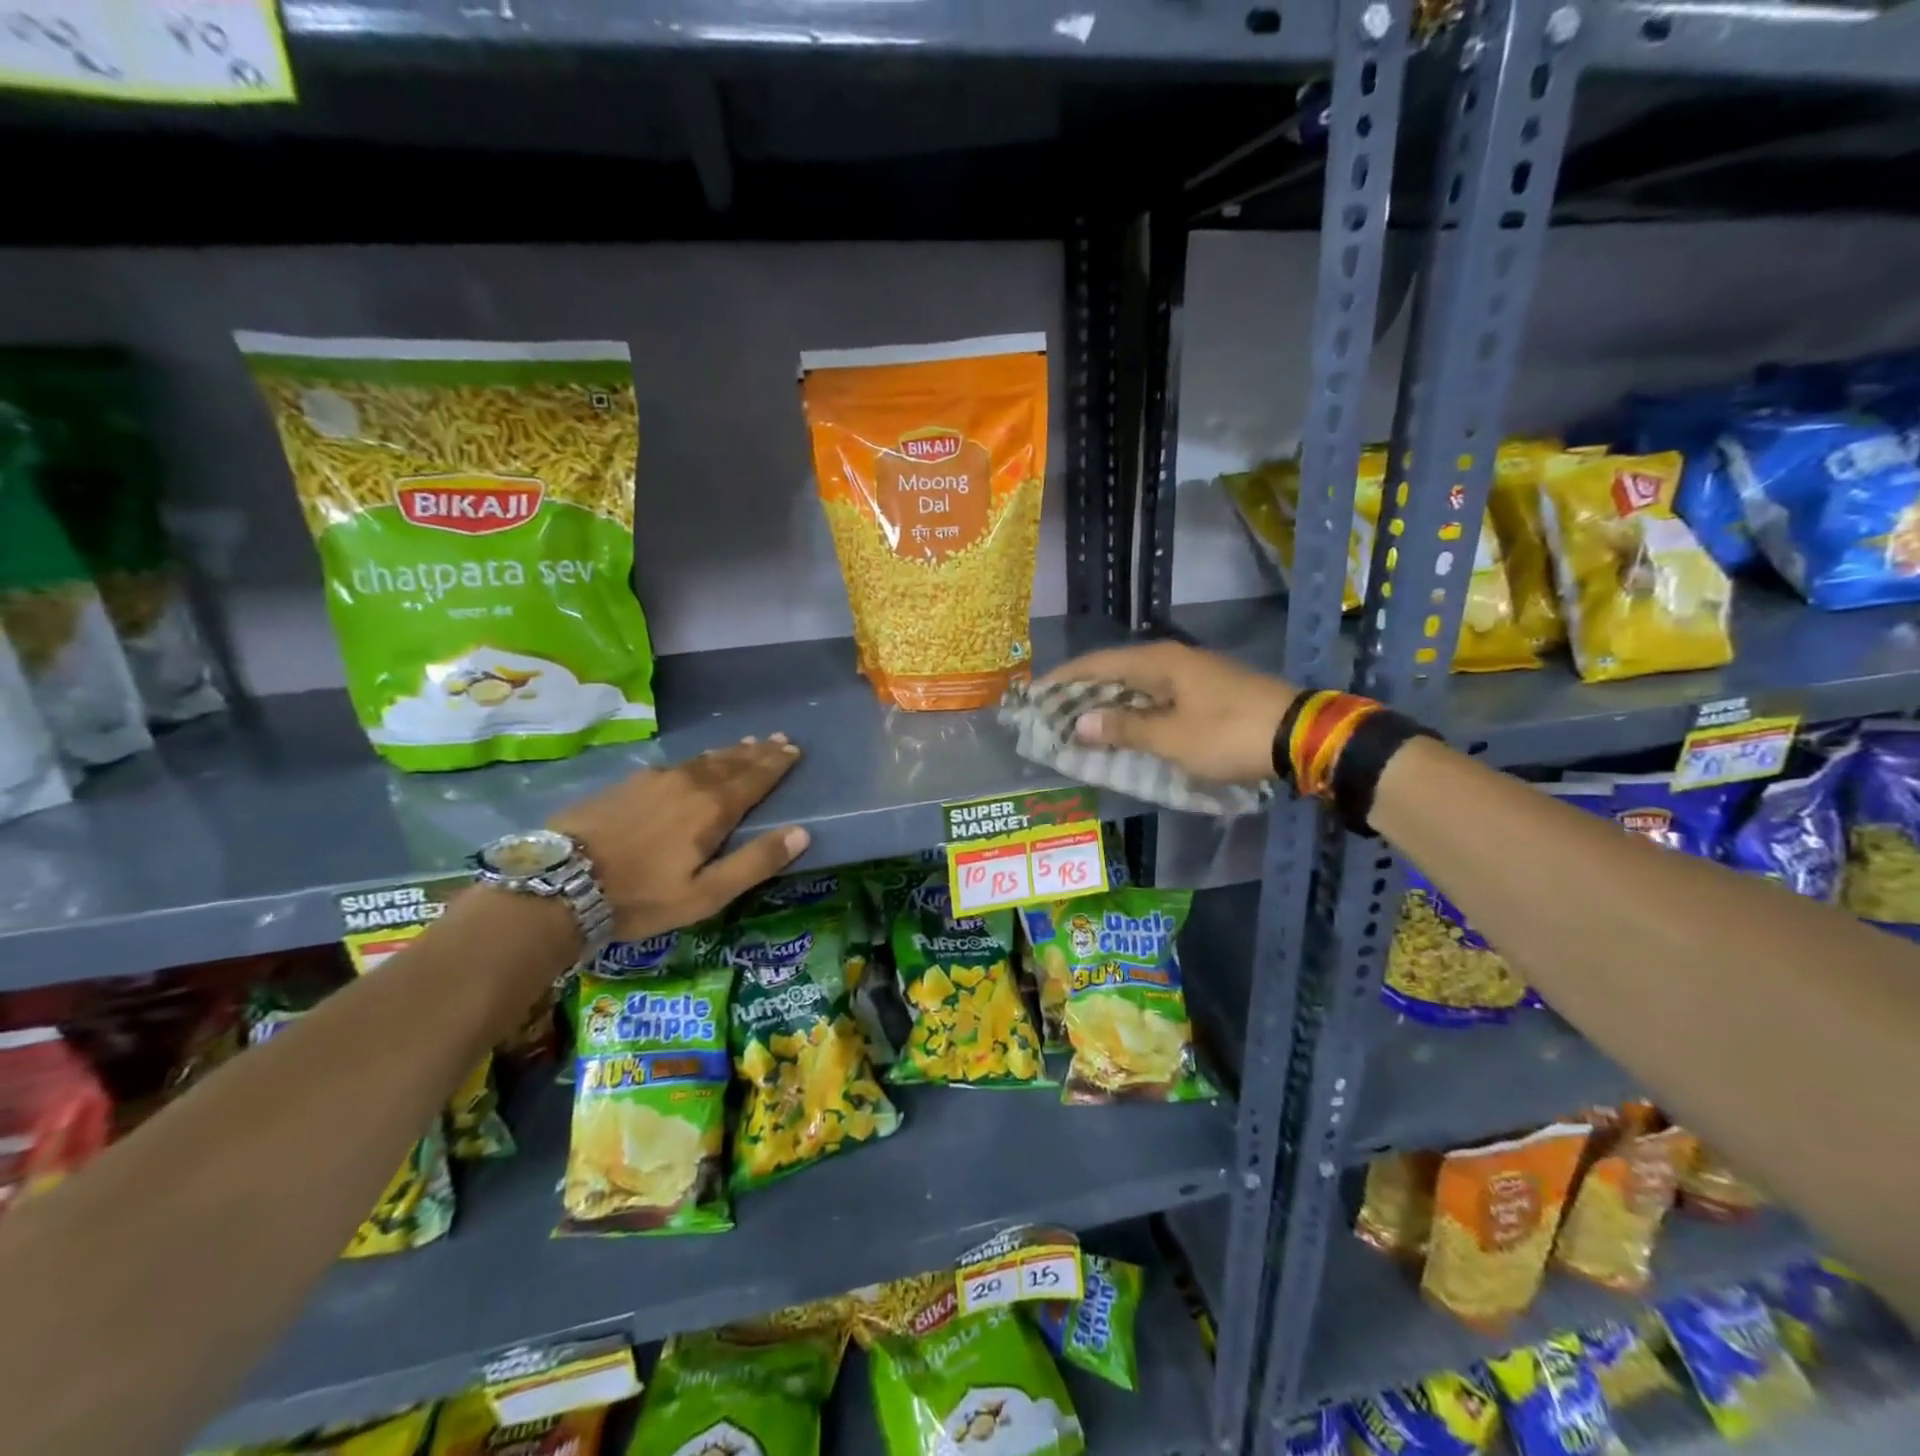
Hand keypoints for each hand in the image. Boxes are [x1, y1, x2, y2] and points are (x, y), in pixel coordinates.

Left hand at [549, 735, 809, 939]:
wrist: (558, 884)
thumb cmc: (640, 896)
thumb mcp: (706, 894)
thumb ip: (755, 862)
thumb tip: (802, 833)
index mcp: (712, 808)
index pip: (755, 778)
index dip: (776, 764)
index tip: (795, 750)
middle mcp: (687, 783)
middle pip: (731, 762)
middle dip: (757, 752)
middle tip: (778, 739)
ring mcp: (653, 779)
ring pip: (702, 760)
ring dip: (729, 752)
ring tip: (745, 745)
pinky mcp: (626, 784)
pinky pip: (675, 765)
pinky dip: (697, 761)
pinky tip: (693, 764)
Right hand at [1041, 643, 1298, 783]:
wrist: (1301, 736)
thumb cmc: (1228, 734)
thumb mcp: (1171, 738)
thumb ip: (1123, 728)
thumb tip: (1079, 722)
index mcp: (1159, 662)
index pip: (1098, 664)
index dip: (1064, 678)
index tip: (1035, 693)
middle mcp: (1172, 660)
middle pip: (1115, 672)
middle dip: (1082, 693)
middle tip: (1052, 714)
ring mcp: (1193, 675)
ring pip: (1137, 687)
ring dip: (1108, 705)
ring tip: (1079, 724)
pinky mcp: (1208, 693)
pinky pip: (1157, 698)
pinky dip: (1134, 713)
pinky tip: (1124, 729)